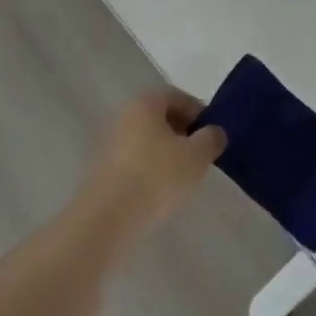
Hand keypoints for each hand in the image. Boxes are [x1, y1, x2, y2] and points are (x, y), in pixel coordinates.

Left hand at [79, 87, 225, 243]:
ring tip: (182, 178)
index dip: (199, 113)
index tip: (212, 135)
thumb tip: (214, 132)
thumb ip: (211, 139)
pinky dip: (149, 170)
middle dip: (182, 133)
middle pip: (160, 117)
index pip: (177, 97)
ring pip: (146, 140)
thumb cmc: (156, 177)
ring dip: (166, 153)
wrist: (107, 219)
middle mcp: (123, 116)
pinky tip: (160, 193)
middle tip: (200, 156)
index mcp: (144, 103)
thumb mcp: (197, 156)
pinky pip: (134, 161)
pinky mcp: (102, 170)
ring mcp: (108, 143)